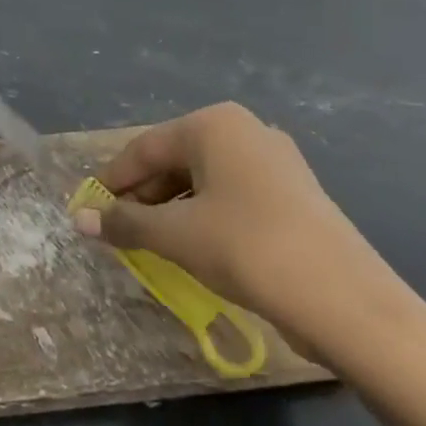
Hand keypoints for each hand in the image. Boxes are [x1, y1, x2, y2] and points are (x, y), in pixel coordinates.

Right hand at [72, 102, 412, 364]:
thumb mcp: (174, 235)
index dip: (111, 181)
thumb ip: (124, 222)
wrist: (345, 300)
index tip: (88, 209)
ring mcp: (276, 161)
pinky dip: (203, 215)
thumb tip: (80, 219)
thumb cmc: (246, 248)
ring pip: (203, 179)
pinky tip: (194, 245)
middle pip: (174, 160)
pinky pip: (232, 195)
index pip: (144, 149)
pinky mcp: (294, 193)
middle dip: (142, 196)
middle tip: (118, 230)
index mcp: (213, 125)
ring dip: (171, 208)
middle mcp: (245, 131)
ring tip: (151, 242)